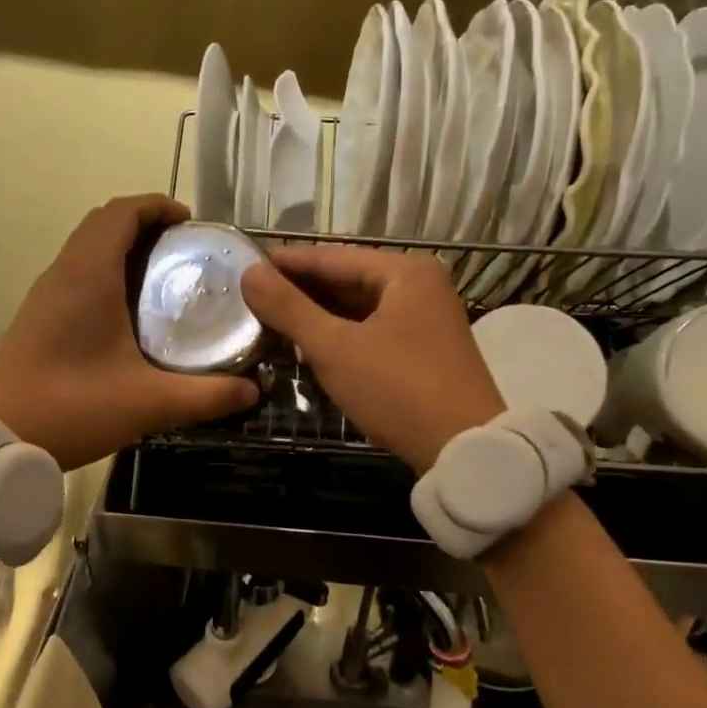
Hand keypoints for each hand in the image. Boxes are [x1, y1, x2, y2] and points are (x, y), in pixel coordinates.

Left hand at [0, 195, 258, 470]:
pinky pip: (75, 274)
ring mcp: (44, 295)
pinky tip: (129, 313)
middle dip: (144, 224)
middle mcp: (63, 273)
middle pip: (102, 223)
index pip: (120, 212)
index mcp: (88, 276)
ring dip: (121, 248)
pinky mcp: (36, 317)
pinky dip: (104, 272)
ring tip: (163, 277)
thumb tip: (253, 390)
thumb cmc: (72, 408)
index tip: (191, 222)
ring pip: (85, 248)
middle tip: (184, 250)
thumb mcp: (149, 403)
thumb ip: (206, 396)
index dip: (156, 206)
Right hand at [241, 245, 503, 474]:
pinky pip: (371, 331)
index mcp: (404, 271)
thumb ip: (289, 308)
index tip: (243, 266)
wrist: (463, 450)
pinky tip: (307, 347)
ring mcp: (425, 318)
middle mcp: (419, 285)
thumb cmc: (398, 390)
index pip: (331, 257)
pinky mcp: (423, 349)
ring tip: (269, 323)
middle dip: (299, 293)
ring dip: (317, 317)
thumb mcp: (335, 348)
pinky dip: (340, 337)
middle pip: (346, 280)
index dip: (284, 263)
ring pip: (358, 309)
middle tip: (249, 299)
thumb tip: (249, 274)